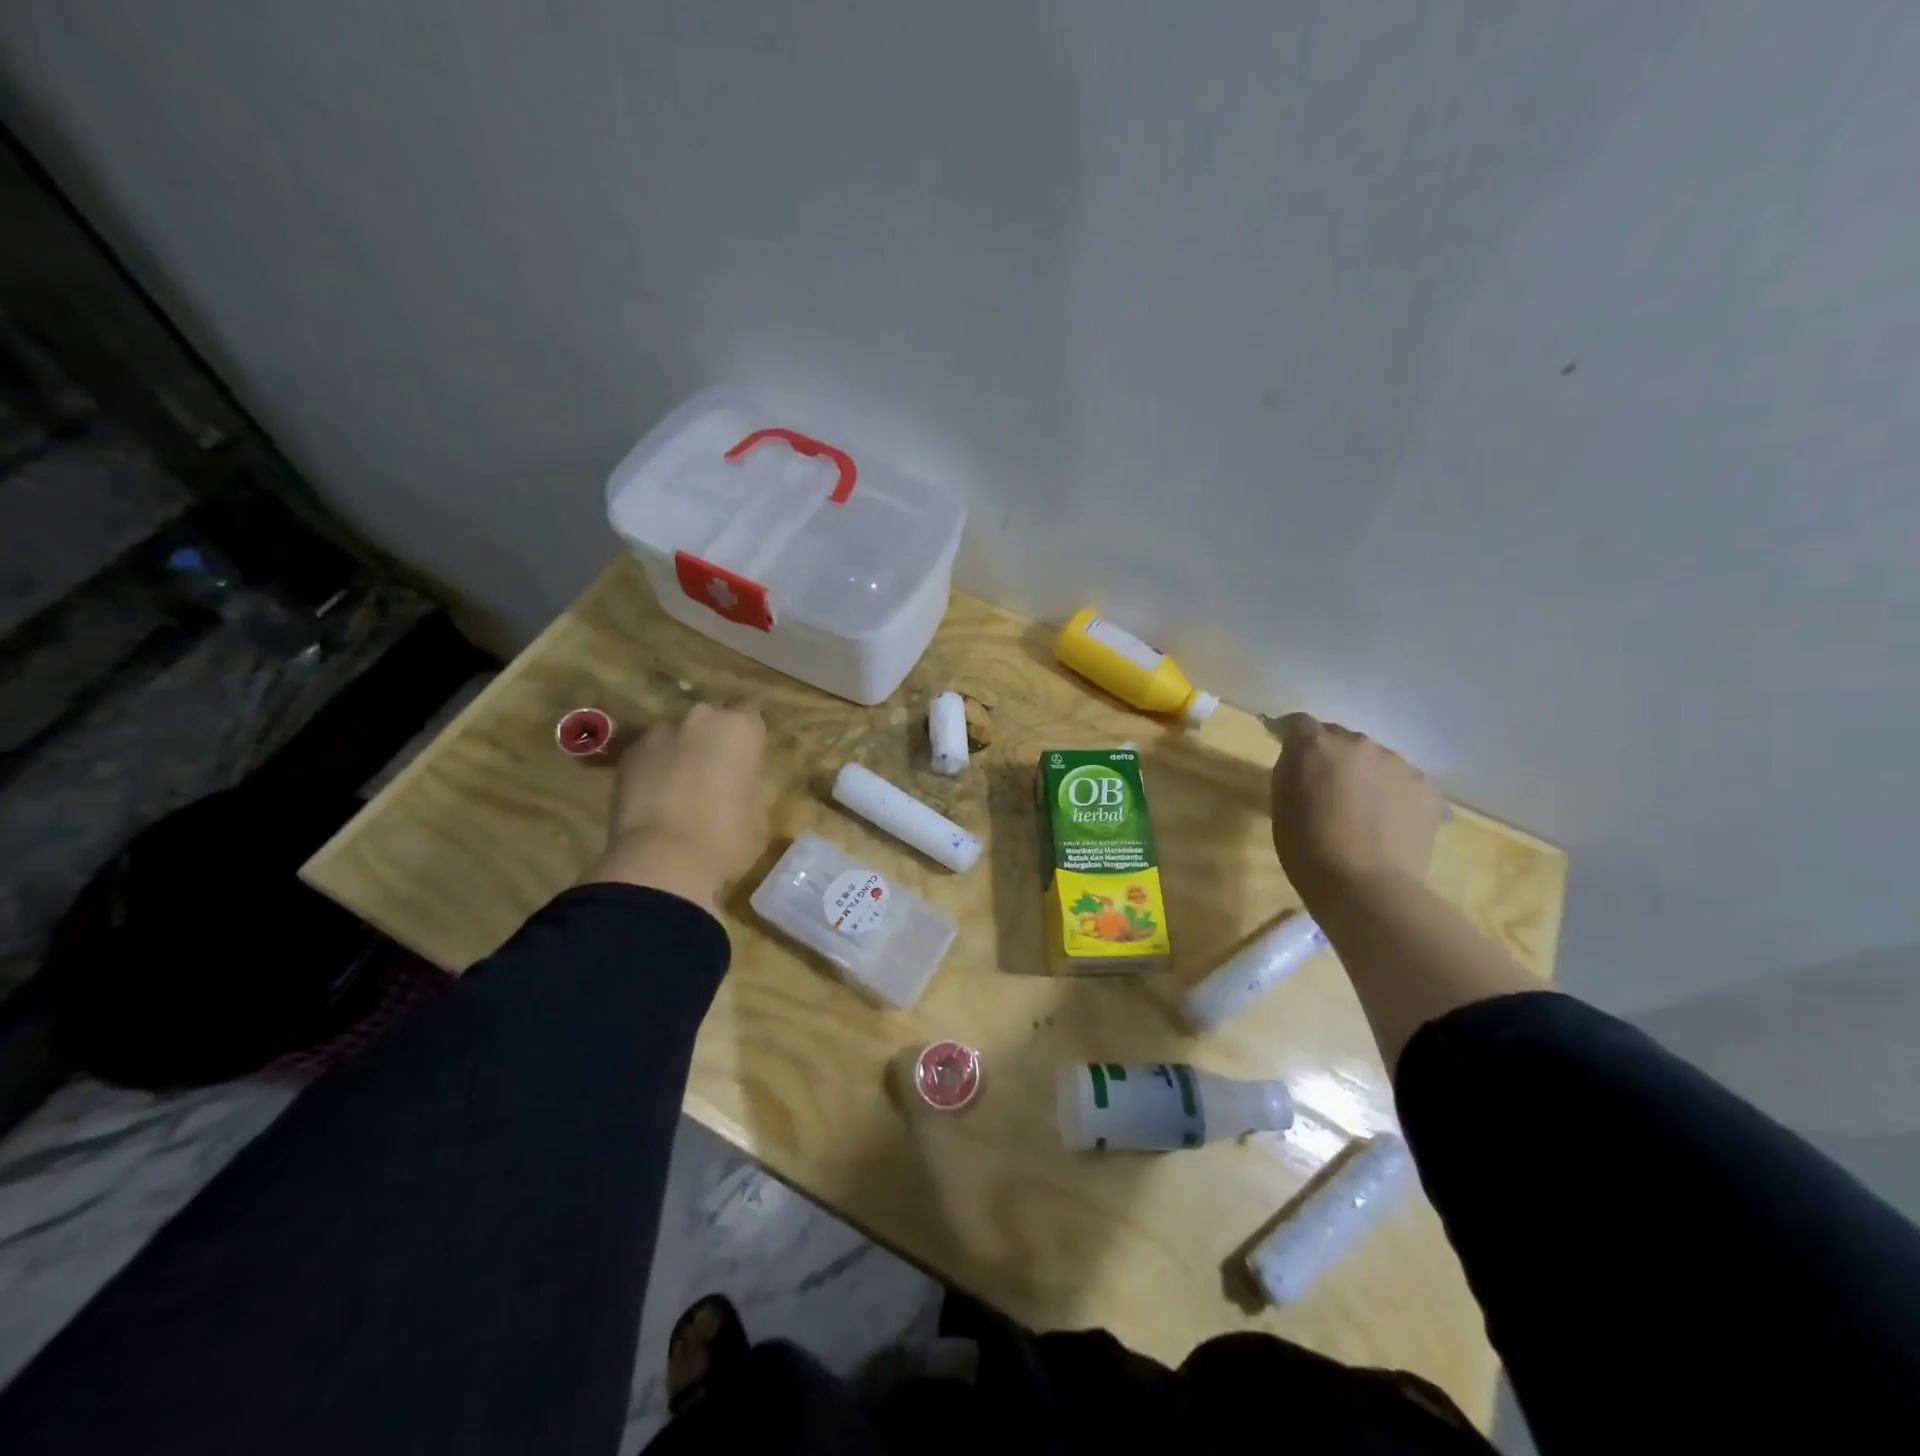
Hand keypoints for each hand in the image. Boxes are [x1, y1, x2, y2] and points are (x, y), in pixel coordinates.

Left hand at [582, 703, 766, 909]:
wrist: (663, 859)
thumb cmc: (727, 836)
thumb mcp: (754, 803)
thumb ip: (744, 775)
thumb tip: (733, 776)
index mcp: (740, 727)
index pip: (751, 712)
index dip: (748, 735)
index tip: (748, 755)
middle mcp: (701, 717)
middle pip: (712, 717)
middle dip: (713, 737)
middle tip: (715, 770)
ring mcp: (660, 731)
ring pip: (677, 733)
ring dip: (682, 749)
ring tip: (680, 783)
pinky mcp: (629, 752)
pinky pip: (650, 751)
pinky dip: (655, 765)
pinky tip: (656, 793)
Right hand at [1270, 713, 1440, 907]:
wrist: (1366, 887)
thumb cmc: (1307, 849)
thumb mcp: (1281, 804)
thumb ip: (1291, 770)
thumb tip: (1300, 758)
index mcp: (1316, 746)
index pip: (1299, 723)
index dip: (1292, 736)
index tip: (1289, 752)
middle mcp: (1359, 744)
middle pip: (1341, 739)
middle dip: (1332, 758)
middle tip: (1327, 790)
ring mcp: (1398, 764)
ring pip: (1374, 760)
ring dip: (1364, 775)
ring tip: (1362, 810)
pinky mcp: (1426, 788)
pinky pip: (1401, 782)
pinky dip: (1391, 795)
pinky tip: (1386, 824)